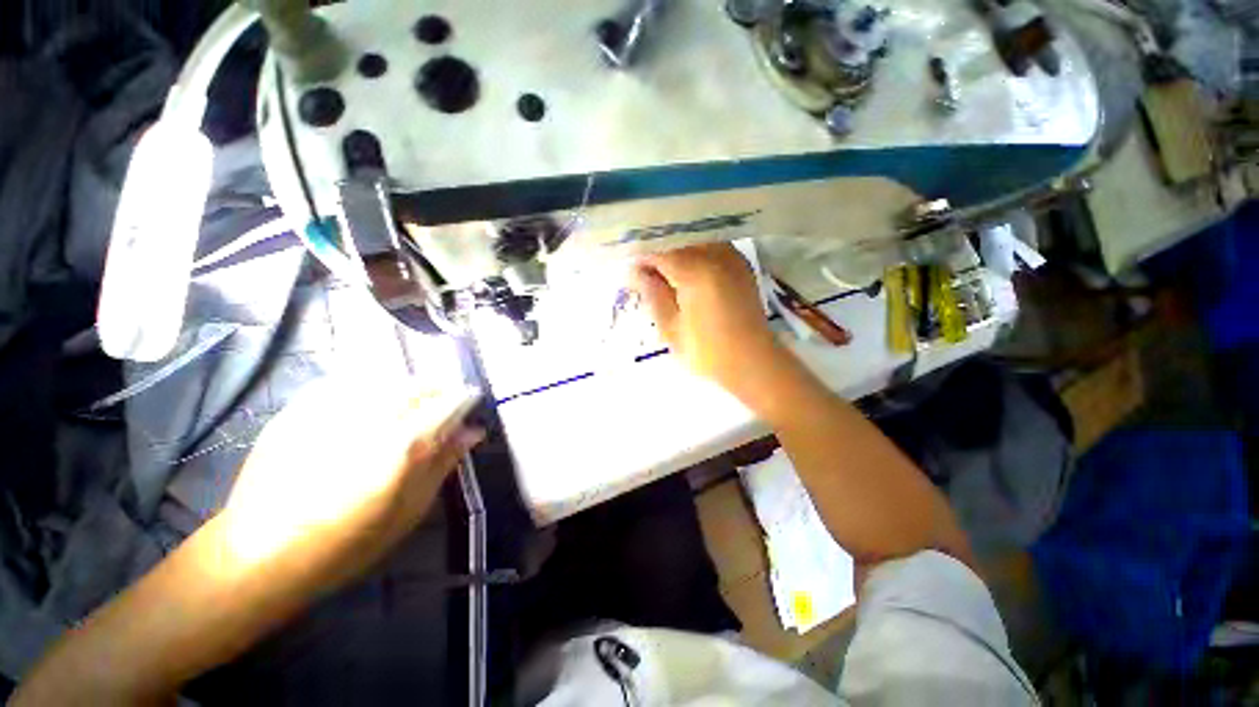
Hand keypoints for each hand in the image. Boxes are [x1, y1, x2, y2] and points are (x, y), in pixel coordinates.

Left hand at [218, 378, 483, 587]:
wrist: (258, 555)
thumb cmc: (346, 544)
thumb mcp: (409, 510)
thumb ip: (443, 463)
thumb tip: (472, 432)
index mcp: (403, 444)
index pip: (450, 402)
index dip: (466, 399)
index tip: (471, 403)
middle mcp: (371, 416)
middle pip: (420, 383)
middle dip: (438, 390)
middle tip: (441, 407)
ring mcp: (331, 408)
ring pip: (387, 377)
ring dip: (408, 387)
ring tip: (409, 405)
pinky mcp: (300, 408)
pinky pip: (350, 380)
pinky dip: (371, 385)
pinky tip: (370, 403)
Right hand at [631, 244, 790, 406]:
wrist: (752, 363)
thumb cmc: (707, 352)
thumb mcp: (671, 328)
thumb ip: (653, 294)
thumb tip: (635, 271)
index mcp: (696, 270)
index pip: (660, 250)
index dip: (641, 258)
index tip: (631, 273)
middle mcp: (716, 254)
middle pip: (678, 239)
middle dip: (659, 252)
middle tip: (646, 275)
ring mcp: (733, 257)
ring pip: (695, 240)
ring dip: (678, 251)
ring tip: (666, 274)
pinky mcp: (741, 266)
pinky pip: (712, 248)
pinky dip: (696, 254)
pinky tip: (688, 274)